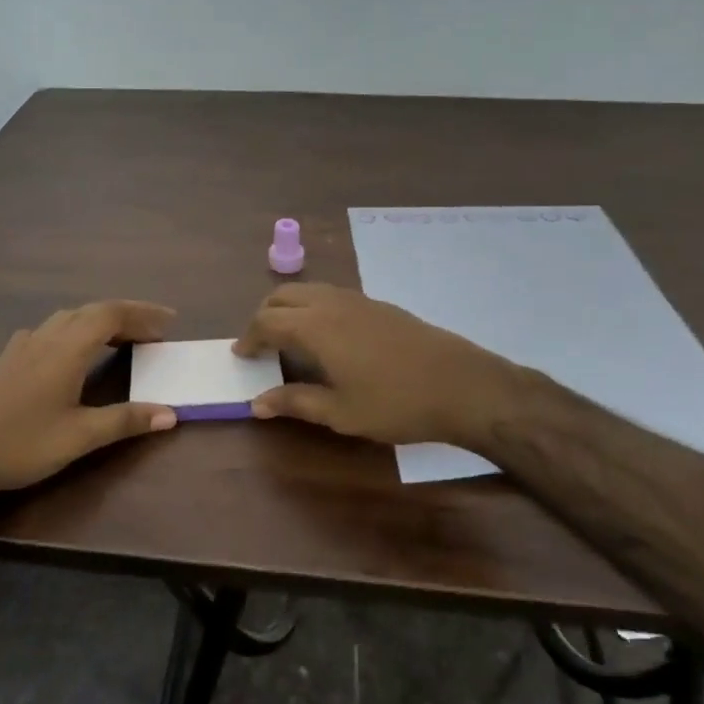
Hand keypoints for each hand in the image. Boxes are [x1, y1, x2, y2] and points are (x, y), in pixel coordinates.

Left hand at [0, 300, 178, 499]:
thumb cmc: (19, 444)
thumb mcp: (78, 437)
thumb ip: (125, 421)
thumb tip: (170, 413)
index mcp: (67, 349)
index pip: (111, 314)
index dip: (143, 313)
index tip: (170, 322)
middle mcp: (47, 337)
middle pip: (92, 311)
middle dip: (127, 315)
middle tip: (155, 331)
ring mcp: (24, 346)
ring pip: (69, 317)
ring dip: (100, 320)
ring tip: (123, 338)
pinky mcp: (9, 359)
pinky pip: (51, 329)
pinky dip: (75, 330)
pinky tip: (73, 350)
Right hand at [233, 283, 519, 447]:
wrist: (462, 385)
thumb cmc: (396, 404)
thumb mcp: (340, 412)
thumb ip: (295, 403)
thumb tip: (256, 404)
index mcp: (315, 327)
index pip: (266, 321)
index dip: (249, 337)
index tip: (241, 355)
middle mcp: (332, 304)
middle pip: (283, 296)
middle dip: (264, 316)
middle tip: (259, 344)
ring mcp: (358, 300)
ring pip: (309, 290)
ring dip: (289, 308)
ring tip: (288, 338)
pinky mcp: (379, 304)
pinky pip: (331, 295)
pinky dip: (313, 306)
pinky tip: (326, 335)